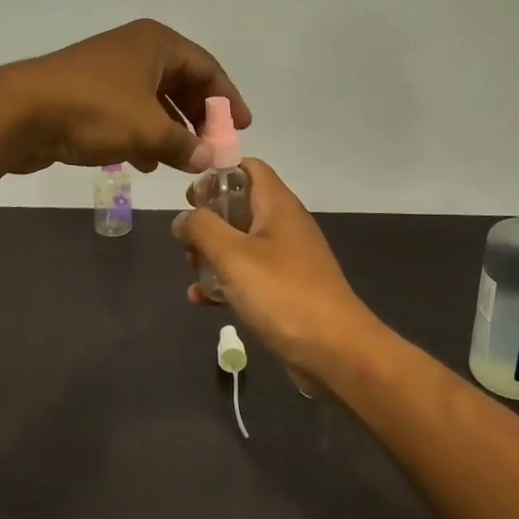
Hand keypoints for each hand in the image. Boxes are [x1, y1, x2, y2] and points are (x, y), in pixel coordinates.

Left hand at [0, 19, 249, 174]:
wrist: (21, 112)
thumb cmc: (94, 110)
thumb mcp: (148, 129)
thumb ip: (184, 144)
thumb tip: (207, 159)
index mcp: (156, 44)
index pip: (206, 68)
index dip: (227, 99)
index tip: (242, 127)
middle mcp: (135, 50)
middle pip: (180, 83)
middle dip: (197, 117)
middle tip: (211, 147)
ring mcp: (109, 71)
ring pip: (153, 100)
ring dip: (171, 130)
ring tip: (182, 161)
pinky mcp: (88, 94)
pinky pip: (128, 112)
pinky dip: (143, 134)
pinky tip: (146, 162)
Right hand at [172, 159, 379, 384]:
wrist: (335, 351)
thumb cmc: (282, 293)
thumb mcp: (233, 255)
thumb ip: (202, 228)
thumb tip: (183, 218)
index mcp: (277, 205)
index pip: (248, 168)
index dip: (218, 174)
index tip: (190, 195)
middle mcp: (284, 225)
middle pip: (240, 206)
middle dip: (208, 220)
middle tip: (186, 239)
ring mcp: (287, 259)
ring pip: (241, 242)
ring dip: (213, 253)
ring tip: (191, 270)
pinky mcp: (285, 289)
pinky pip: (249, 275)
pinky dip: (226, 281)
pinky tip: (202, 300)